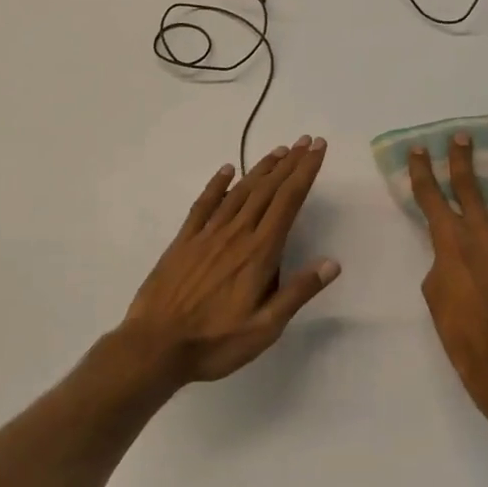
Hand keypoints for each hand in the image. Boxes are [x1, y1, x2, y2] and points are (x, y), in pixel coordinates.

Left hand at [122, 137, 338, 384]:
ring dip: (261, 169)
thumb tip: (332, 263)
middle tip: (307, 141)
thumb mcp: (265, 328)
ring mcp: (207, 234)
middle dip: (290, 164)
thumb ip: (297, 292)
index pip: (288, 202)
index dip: (305, 173)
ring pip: (240, 192)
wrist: (155, 345)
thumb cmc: (215, 342)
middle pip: (267, 190)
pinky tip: (227, 170)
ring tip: (279, 151)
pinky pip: (204, 204)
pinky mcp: (184, 241)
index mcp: (259, 253)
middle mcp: (236, 234)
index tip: (318, 149)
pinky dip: (218, 184)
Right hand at [408, 135, 487, 404]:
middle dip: (462, 159)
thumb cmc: (458, 328)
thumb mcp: (434, 291)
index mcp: (450, 239)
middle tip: (461, 136)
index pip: (431, 195)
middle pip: (470, 186)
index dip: (422, 170)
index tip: (419, 149)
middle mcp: (482, 232)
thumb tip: (455, 254)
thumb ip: (442, 262)